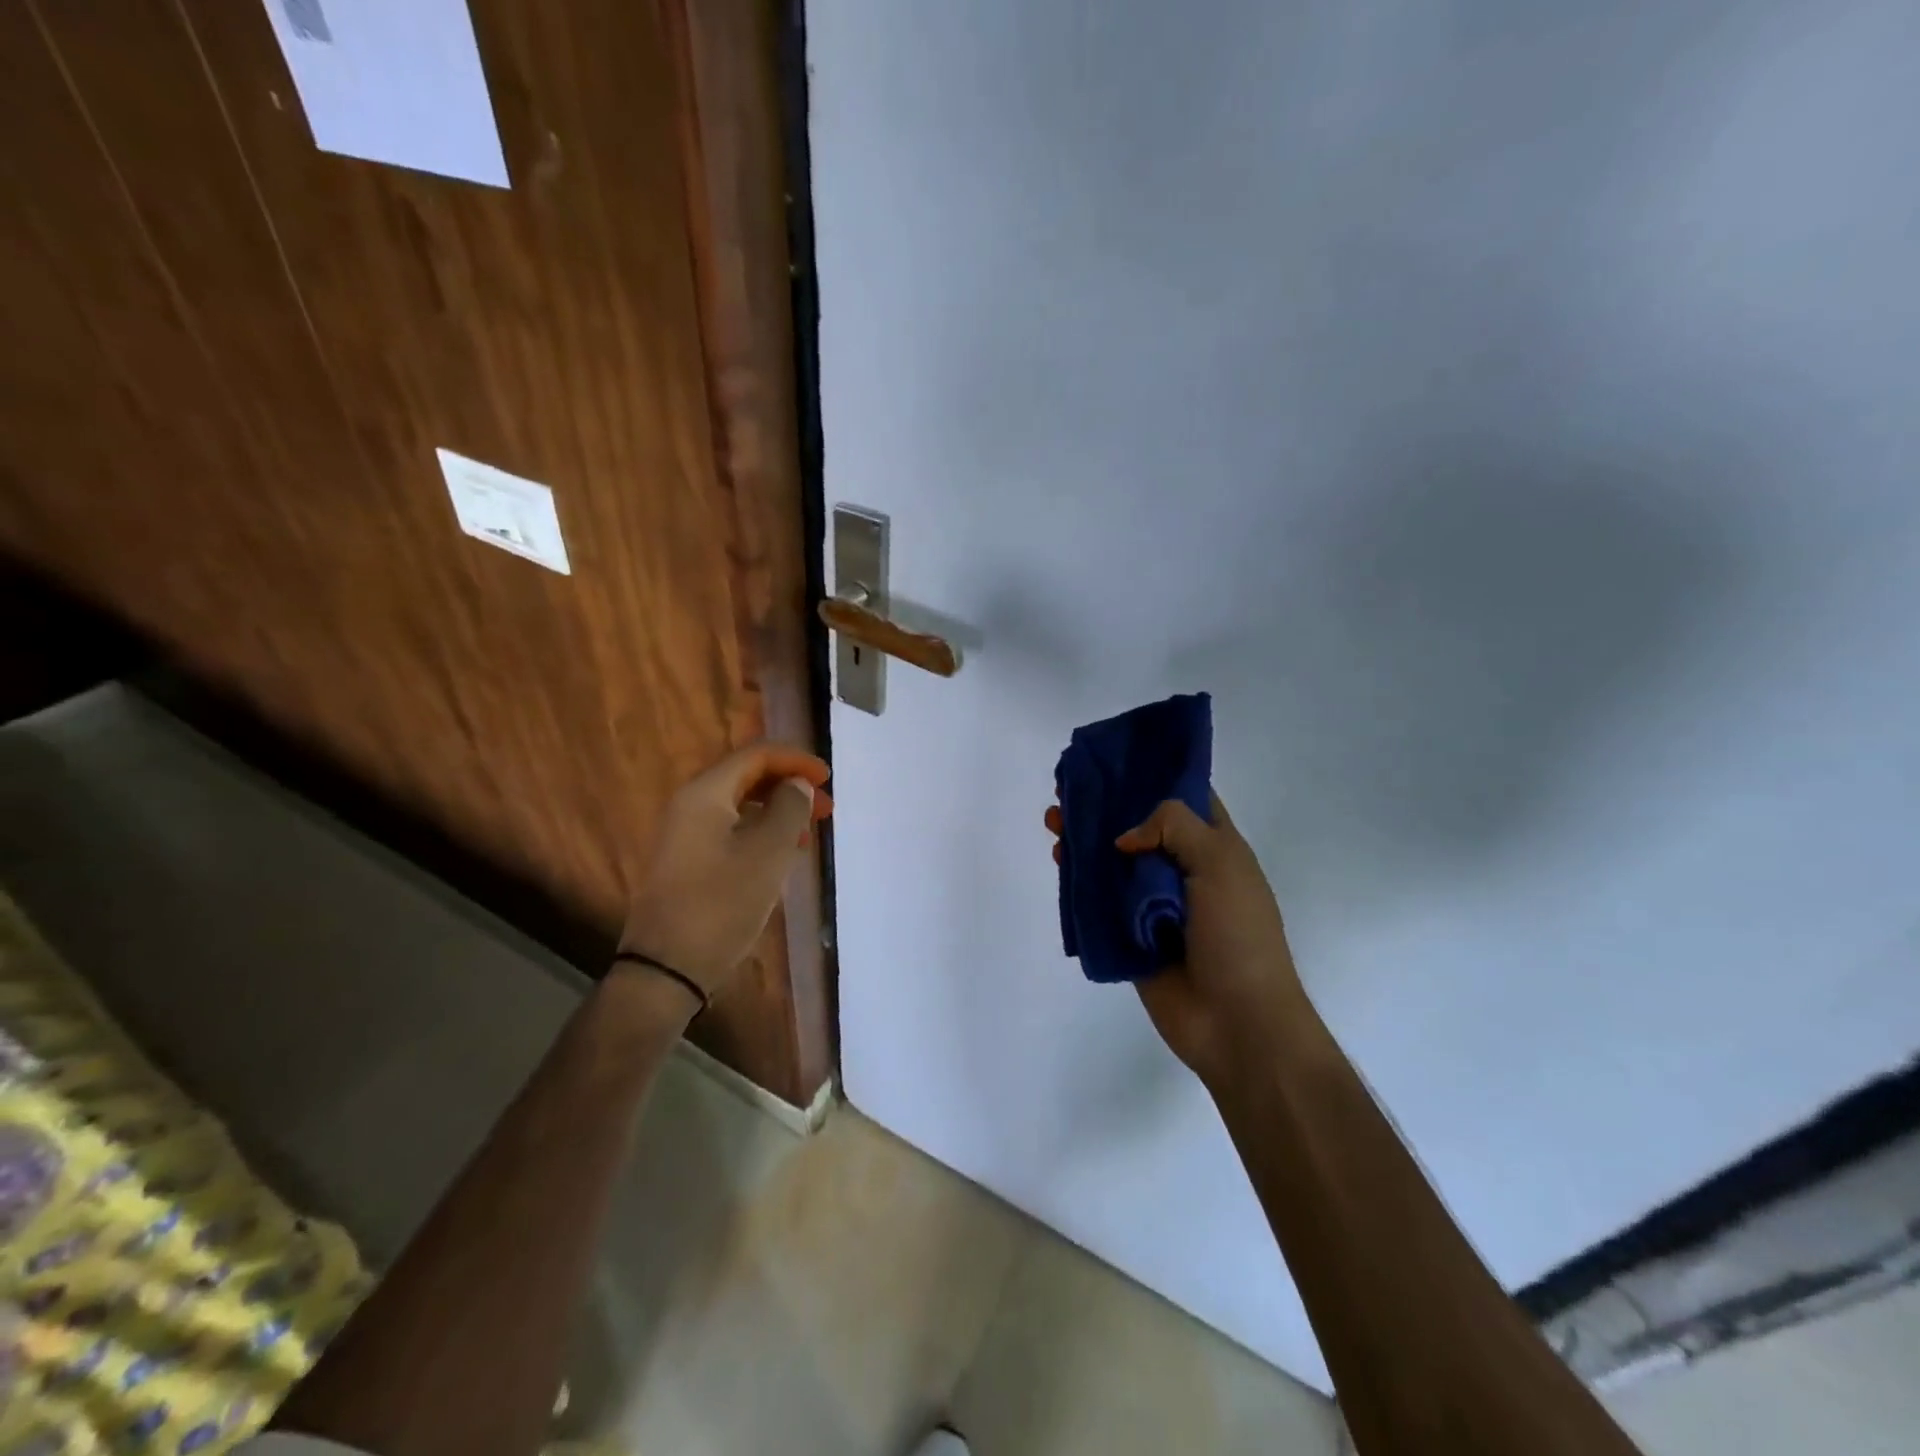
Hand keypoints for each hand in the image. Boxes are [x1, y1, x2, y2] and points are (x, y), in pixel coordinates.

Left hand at [620, 744, 831, 996]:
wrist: (667, 968)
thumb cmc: (722, 904)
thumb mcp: (768, 852)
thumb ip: (789, 808)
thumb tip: (797, 784)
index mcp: (705, 794)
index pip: (755, 755)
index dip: (796, 760)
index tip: (828, 778)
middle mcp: (689, 806)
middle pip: (746, 778)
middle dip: (789, 785)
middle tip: (825, 807)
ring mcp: (684, 836)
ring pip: (740, 807)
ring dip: (777, 811)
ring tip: (808, 832)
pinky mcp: (686, 862)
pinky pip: (730, 831)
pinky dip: (760, 833)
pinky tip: (781, 856)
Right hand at [1047, 793, 1310, 1088]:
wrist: (1236, 1021)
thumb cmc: (1238, 935)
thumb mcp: (1219, 863)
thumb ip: (1174, 827)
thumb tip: (1125, 838)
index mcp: (1214, 848)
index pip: (1185, 798)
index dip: (1153, 775)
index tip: (1116, 759)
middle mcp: (1182, 869)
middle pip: (1138, 825)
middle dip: (1106, 804)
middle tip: (1069, 787)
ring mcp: (1152, 903)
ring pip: (1112, 860)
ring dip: (1084, 837)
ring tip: (1054, 819)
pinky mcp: (1127, 933)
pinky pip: (1098, 898)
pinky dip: (1077, 877)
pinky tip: (1059, 857)